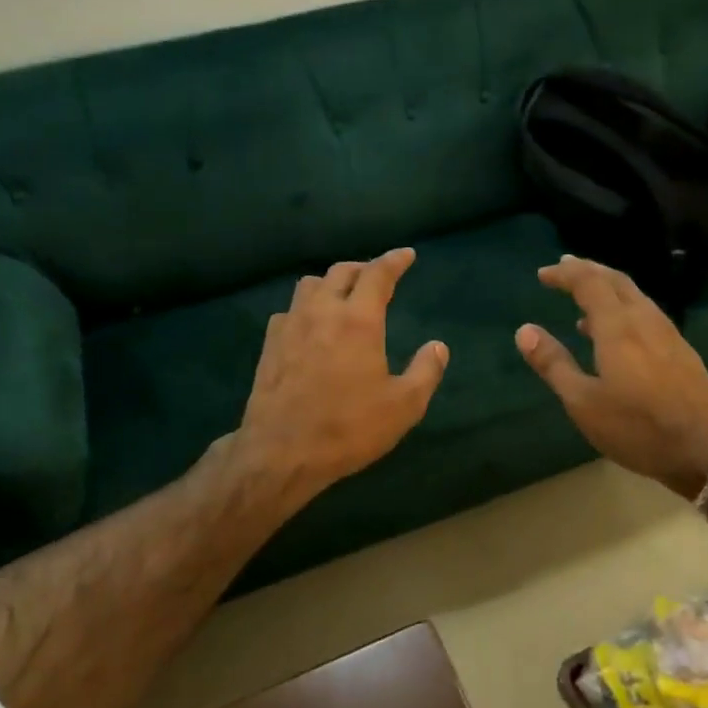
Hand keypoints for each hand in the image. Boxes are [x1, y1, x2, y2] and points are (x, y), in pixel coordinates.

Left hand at [229, 248, 447, 514]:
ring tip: (342, 297)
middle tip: (377, 277)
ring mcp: (290, 326)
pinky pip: (289, 311)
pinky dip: (306, 308)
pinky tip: (310, 326)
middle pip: (340, 272)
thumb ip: (425, 371)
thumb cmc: (348, 428)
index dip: (394, 261)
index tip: (406, 255)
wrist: (281, 452)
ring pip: (309, 285)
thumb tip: (438, 347)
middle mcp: (321, 312)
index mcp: (358, 320)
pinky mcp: (269, 345)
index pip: (377, 274)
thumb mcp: (403, 406)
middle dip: (362, 268)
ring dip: (330, 283)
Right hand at [516, 256, 707, 499]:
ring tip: (585, 299)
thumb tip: (525, 330)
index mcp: (618, 326)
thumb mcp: (583, 402)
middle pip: (616, 280)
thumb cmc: (638, 427)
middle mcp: (645, 320)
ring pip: (635, 296)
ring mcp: (669, 335)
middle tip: (565, 268)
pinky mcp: (682, 352)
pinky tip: (617, 334)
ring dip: (608, 288)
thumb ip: (554, 364)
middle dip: (588, 270)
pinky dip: (624, 308)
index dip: (565, 274)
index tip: (543, 274)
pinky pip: (647, 314)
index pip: (589, 283)